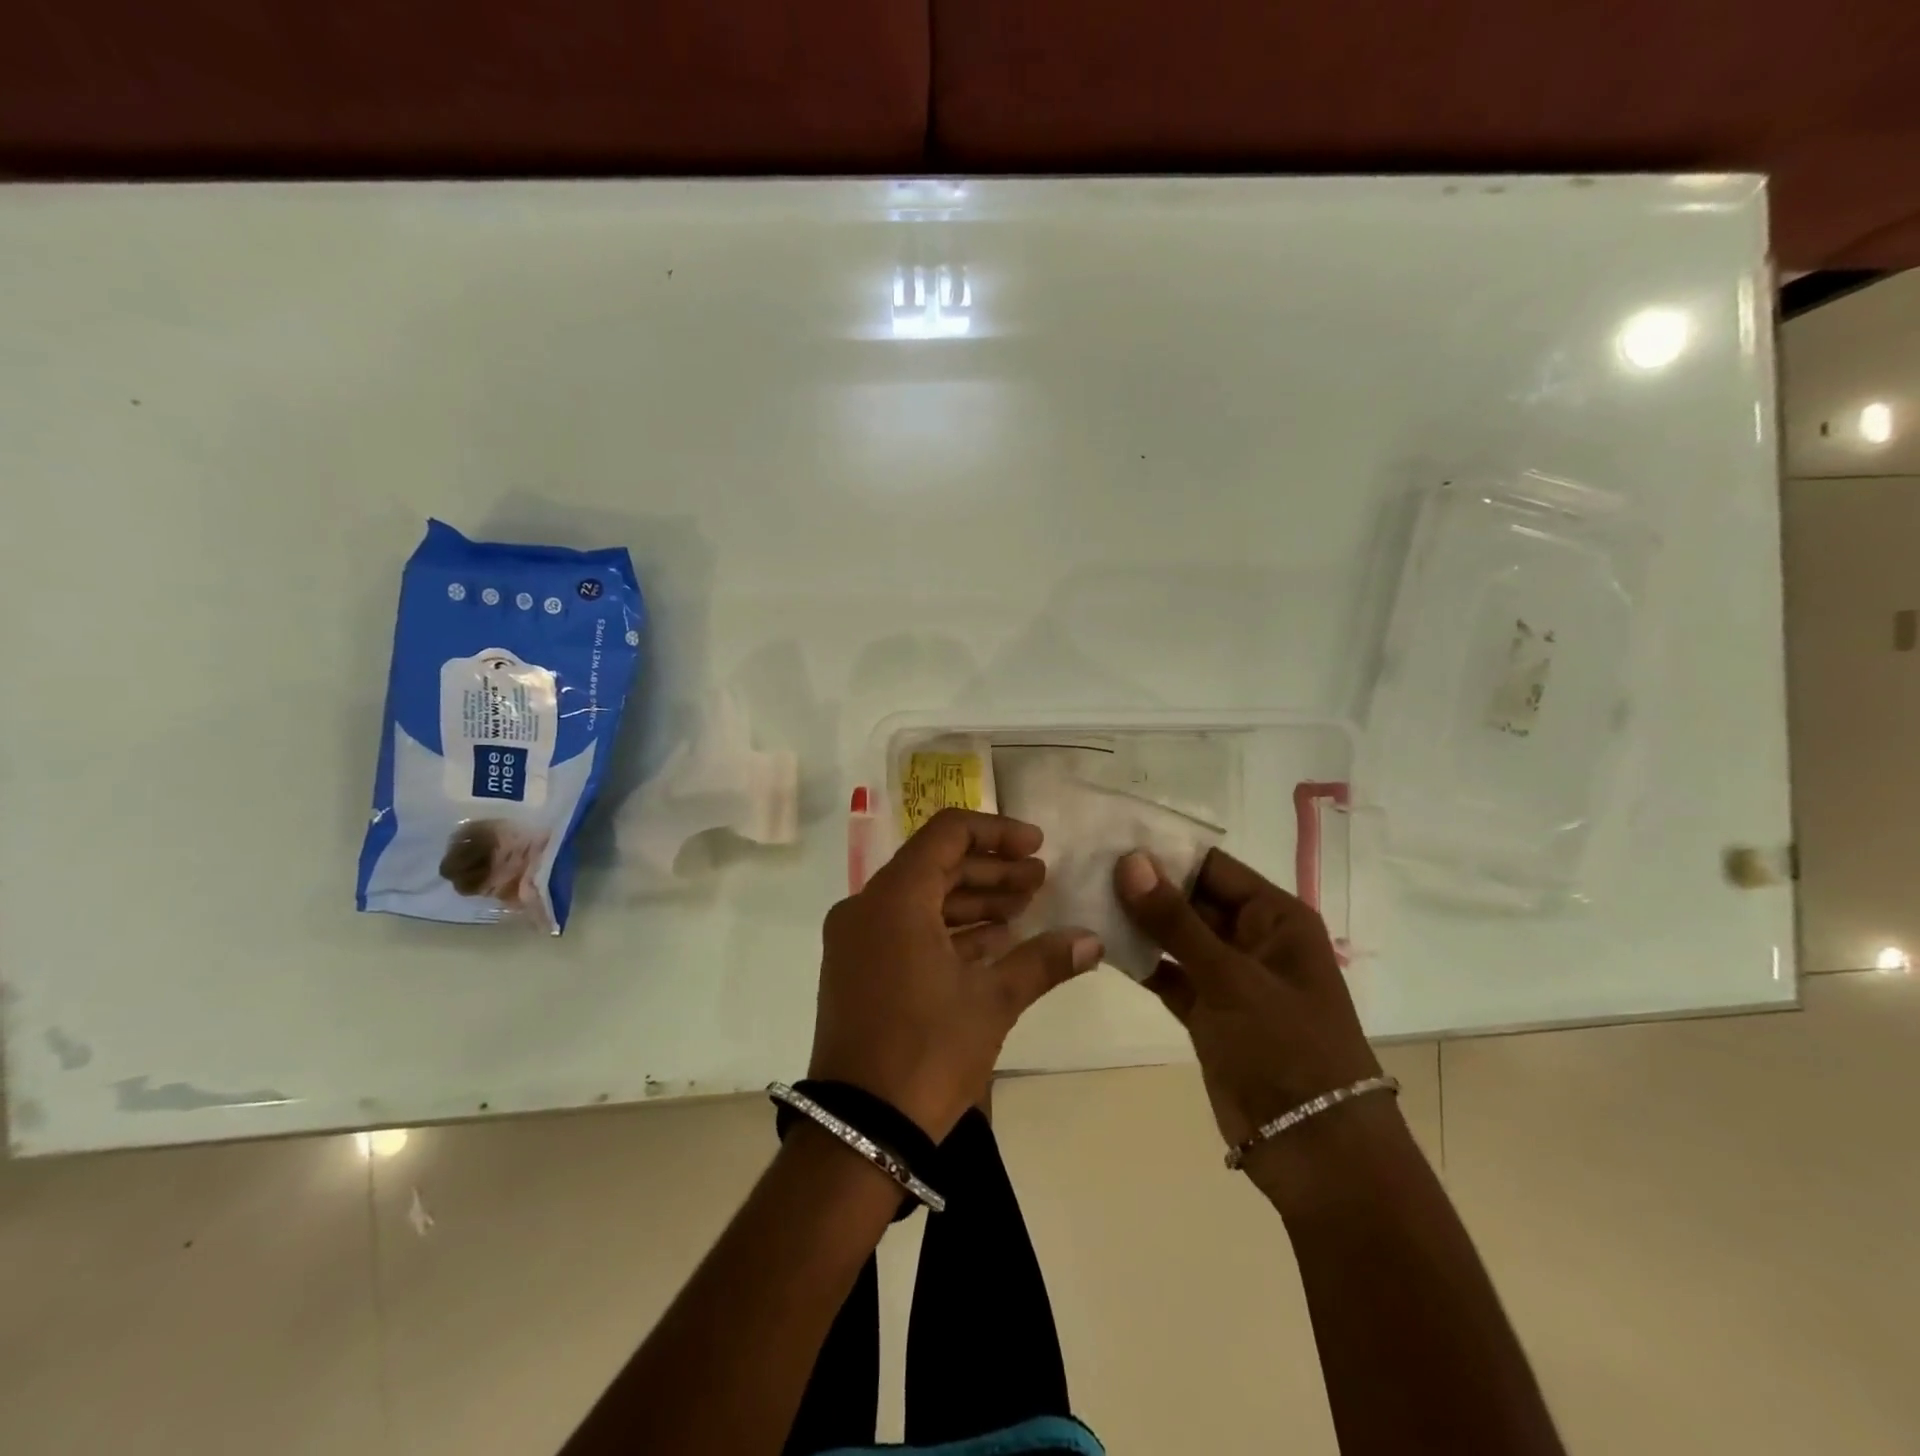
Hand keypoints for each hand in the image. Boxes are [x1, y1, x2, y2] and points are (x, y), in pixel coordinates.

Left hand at [810, 809, 1102, 1139]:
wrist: (859, 1131)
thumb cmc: (927, 1052)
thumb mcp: (992, 1001)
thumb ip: (1043, 961)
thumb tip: (1093, 941)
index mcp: (894, 898)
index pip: (947, 834)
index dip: (997, 833)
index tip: (1037, 846)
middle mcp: (867, 907)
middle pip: (936, 865)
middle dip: (991, 871)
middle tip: (1040, 881)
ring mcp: (856, 940)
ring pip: (922, 899)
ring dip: (973, 901)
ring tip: (1025, 911)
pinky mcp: (857, 969)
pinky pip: (906, 930)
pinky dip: (948, 930)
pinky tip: (993, 943)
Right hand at [1114, 848, 1381, 1154]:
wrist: (1314, 1151)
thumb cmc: (1286, 1048)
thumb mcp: (1230, 978)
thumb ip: (1175, 920)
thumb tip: (1130, 860)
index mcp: (1275, 918)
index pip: (1213, 867)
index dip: (1165, 851)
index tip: (1110, 837)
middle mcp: (1252, 939)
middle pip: (1191, 898)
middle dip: (1144, 885)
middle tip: (1085, 865)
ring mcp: (1228, 977)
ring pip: (1175, 936)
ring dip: (1137, 922)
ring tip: (1083, 897)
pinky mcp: (1207, 1012)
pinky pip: (1168, 973)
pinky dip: (1139, 961)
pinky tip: (1099, 944)